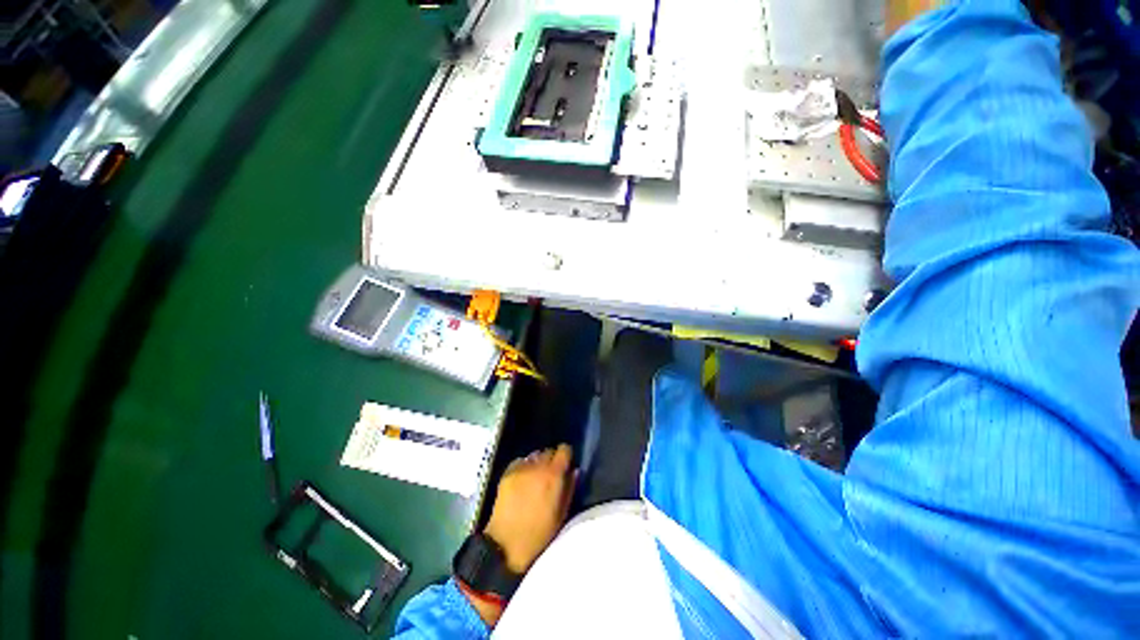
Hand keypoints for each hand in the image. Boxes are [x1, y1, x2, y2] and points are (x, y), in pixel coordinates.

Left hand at [484, 444, 575, 573]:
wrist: (505, 545)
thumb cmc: (539, 535)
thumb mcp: (561, 515)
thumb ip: (570, 489)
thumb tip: (574, 471)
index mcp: (553, 475)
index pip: (564, 449)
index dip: (566, 456)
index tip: (566, 465)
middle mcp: (537, 466)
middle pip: (548, 451)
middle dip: (552, 460)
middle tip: (551, 475)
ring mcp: (520, 468)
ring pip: (534, 456)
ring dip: (538, 463)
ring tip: (536, 478)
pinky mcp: (506, 473)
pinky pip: (520, 462)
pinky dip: (524, 467)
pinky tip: (523, 481)